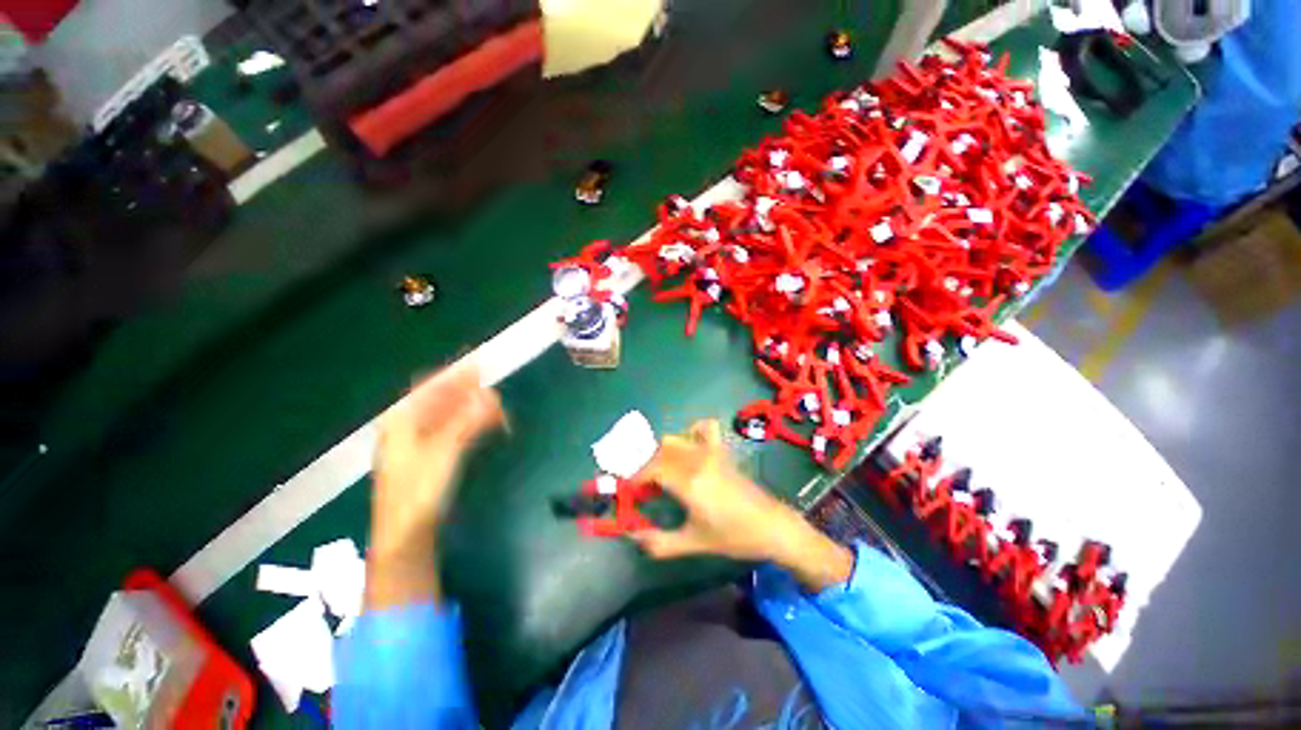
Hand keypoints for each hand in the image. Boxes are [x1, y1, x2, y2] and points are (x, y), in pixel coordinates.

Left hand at [367, 363, 503, 608]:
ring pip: (448, 415)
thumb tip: (491, 395)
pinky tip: (487, 424)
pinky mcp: (430, 457)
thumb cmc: (417, 493)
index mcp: (401, 421)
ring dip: (471, 408)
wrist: (406, 537)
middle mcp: (407, 427)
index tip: (478, 365)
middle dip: (466, 392)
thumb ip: (467, 422)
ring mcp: (418, 443)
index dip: (453, 375)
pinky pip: (453, 429)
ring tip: (496, 407)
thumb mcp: (444, 453)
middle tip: (493, 389)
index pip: (428, 387)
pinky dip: (471, 423)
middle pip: (439, 399)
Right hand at [629, 420, 853, 590]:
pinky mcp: (722, 451)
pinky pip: (704, 429)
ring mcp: (711, 452)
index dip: (636, 478)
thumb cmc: (733, 537)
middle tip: (642, 486)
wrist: (771, 526)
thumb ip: (660, 542)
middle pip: (659, 453)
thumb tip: (633, 536)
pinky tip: (689, 446)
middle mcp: (697, 461)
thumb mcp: (693, 543)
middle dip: (644, 466)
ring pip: (675, 439)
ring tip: (660, 471)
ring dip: (661, 452)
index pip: (651, 470)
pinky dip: (692, 431)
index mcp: (688, 483)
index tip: (630, 490)